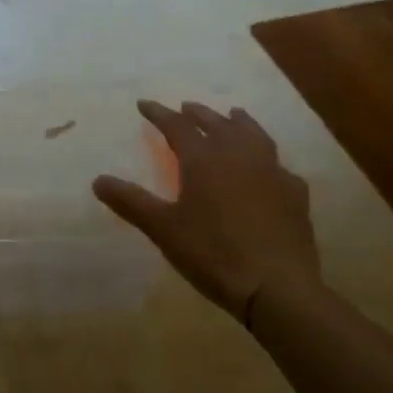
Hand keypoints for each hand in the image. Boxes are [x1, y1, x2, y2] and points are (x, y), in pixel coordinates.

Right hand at [93, 100, 320, 324]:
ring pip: (254, 135)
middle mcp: (239, 156)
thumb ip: (131, 202)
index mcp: (204, 160)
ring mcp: (272, 173)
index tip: (144, 104)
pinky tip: (267, 168)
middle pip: (217, 123)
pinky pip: (278, 165)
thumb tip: (98, 180)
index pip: (177, 126)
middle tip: (185, 107)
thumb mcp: (163, 229)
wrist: (278, 288)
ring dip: (238, 123)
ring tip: (232, 115)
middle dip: (198, 113)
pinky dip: (266, 158)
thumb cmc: (214, 254)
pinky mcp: (295, 195)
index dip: (159, 113)